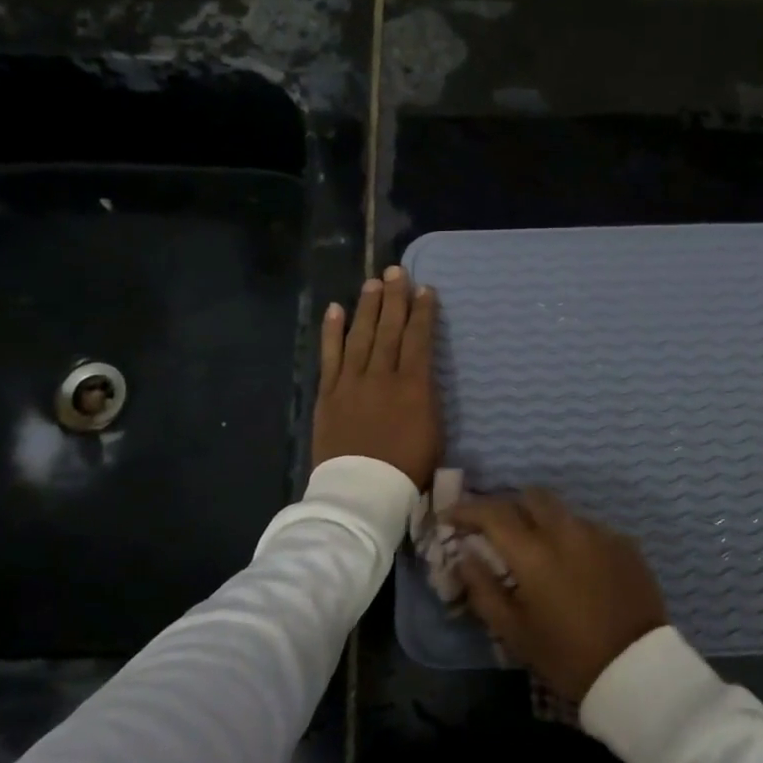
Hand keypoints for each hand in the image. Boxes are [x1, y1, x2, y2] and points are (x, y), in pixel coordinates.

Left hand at [312, 266, 440, 488]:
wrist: (362, 491)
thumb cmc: (407, 469)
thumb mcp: (434, 434)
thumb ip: (427, 399)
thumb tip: (422, 377)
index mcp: (413, 386)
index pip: (419, 339)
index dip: (422, 312)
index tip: (425, 289)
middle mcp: (382, 376)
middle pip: (389, 329)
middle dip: (395, 298)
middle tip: (397, 271)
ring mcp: (351, 382)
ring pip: (361, 336)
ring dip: (367, 307)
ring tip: (372, 283)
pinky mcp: (328, 394)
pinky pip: (330, 356)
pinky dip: (332, 332)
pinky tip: (335, 309)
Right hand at [447, 489, 667, 701]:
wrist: (637, 669)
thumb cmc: (567, 656)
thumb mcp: (515, 633)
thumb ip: (484, 590)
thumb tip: (465, 557)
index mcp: (535, 553)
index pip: (493, 513)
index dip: (467, 510)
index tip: (451, 516)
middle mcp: (567, 531)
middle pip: (531, 496)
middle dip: (510, 506)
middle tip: (498, 530)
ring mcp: (600, 533)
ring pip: (562, 511)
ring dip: (544, 522)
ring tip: (540, 551)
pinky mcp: (625, 543)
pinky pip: (590, 528)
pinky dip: (573, 538)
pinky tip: (576, 567)